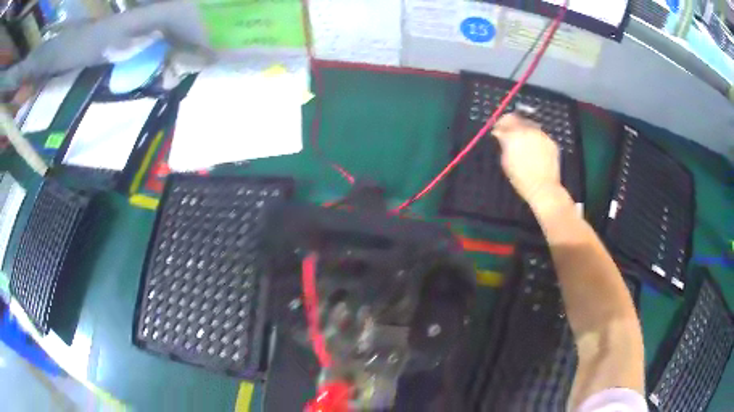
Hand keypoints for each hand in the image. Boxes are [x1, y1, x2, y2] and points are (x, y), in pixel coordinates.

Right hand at [492, 113, 566, 210]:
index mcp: (515, 134)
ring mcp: (542, 135)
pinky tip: (535, 151)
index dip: (501, 124)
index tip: (498, 130)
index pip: (505, 119)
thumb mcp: (506, 161)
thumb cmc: (521, 178)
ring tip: (524, 145)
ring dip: (525, 131)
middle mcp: (529, 130)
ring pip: (531, 126)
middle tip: (510, 136)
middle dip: (513, 126)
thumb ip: (503, 143)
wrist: (543, 188)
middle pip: (519, 119)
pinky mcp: (551, 142)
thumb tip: (500, 134)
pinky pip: (541, 136)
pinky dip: (536, 140)